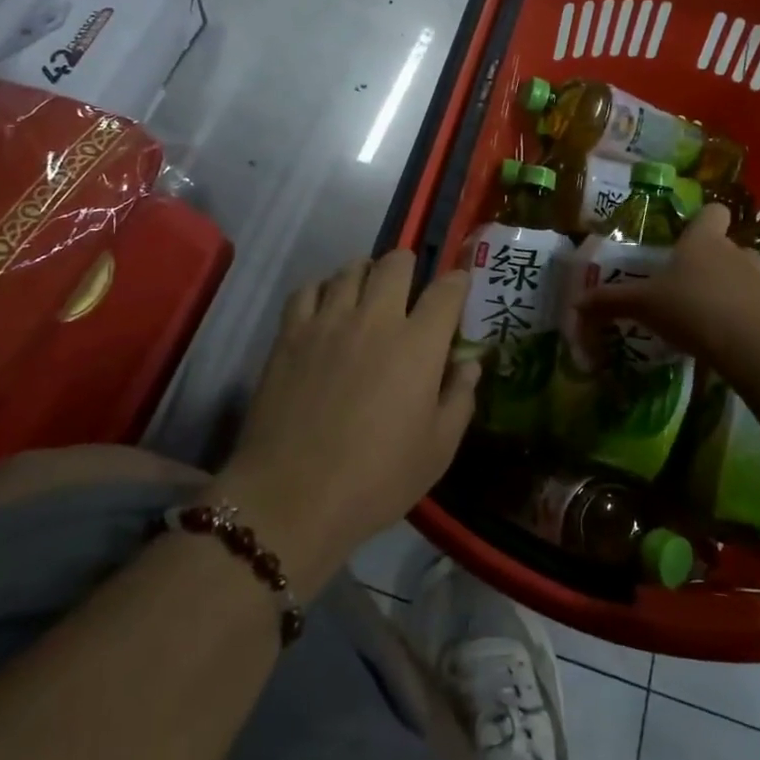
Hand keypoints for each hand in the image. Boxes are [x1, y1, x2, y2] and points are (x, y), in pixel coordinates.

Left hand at [219, 251, 475, 592]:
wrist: (293, 496)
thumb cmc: (376, 479)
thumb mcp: (438, 450)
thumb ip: (460, 398)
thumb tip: (469, 363)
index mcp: (419, 345)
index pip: (446, 290)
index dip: (458, 281)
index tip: (458, 288)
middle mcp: (375, 318)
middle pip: (396, 262)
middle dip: (410, 267)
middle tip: (409, 290)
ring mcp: (328, 321)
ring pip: (350, 268)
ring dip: (366, 274)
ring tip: (367, 294)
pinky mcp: (290, 333)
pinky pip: (307, 289)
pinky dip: (322, 289)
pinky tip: (325, 309)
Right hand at [578, 203, 759, 364]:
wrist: (745, 343)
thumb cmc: (689, 309)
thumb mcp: (642, 305)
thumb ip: (610, 301)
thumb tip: (574, 303)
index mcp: (703, 240)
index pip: (713, 211)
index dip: (704, 221)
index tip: (690, 237)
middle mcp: (736, 250)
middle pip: (730, 244)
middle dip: (716, 259)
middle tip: (693, 283)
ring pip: (751, 269)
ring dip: (739, 281)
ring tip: (719, 305)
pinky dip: (755, 306)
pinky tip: (739, 325)